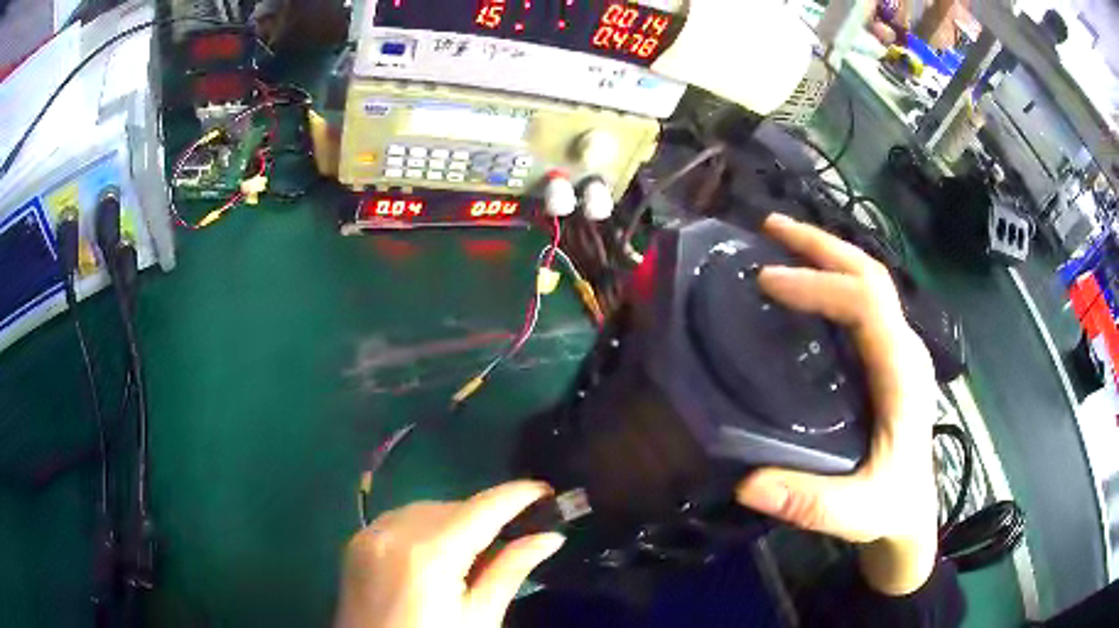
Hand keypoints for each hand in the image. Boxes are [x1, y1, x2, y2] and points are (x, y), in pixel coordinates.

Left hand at [336, 481, 564, 627]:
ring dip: (454, 520)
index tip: (544, 489)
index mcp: (428, 555)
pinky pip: (399, 519)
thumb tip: (549, 537)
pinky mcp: (356, 544)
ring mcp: (369, 536)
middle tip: (514, 534)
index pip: (480, 510)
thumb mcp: (480, 618)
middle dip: (485, 515)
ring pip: (425, 509)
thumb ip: (511, 571)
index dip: (515, 496)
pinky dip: (424, 527)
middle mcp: (393, 533)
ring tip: (474, 550)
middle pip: (452, 507)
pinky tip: (436, 553)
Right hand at [736, 214, 939, 594]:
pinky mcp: (890, 357)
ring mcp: (900, 349)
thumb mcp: (854, 512)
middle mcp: (906, 349)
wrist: (913, 510)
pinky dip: (833, 278)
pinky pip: (864, 301)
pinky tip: (805, 283)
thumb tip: (747, 486)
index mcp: (903, 375)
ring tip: (781, 241)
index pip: (867, 304)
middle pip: (871, 275)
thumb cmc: (889, 506)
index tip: (768, 281)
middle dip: (821, 246)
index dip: (819, 284)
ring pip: (870, 281)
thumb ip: (809, 502)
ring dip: (827, 254)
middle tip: (769, 228)